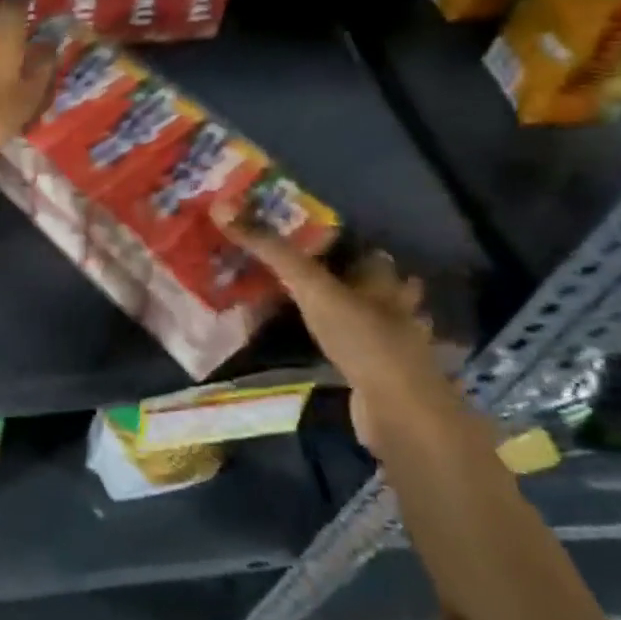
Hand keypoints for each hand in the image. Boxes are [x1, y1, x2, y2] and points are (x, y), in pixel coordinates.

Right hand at [214, 209, 451, 453]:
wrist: (398, 412)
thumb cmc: (361, 337)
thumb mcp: (311, 286)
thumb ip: (270, 249)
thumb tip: (221, 207)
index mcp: (382, 278)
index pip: (363, 250)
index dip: (338, 243)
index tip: (304, 239)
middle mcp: (393, 306)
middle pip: (366, 284)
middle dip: (341, 280)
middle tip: (296, 276)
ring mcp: (391, 346)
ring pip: (363, 320)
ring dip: (339, 316)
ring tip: (299, 312)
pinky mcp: (379, 377)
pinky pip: (354, 354)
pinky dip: (335, 350)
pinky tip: (313, 352)